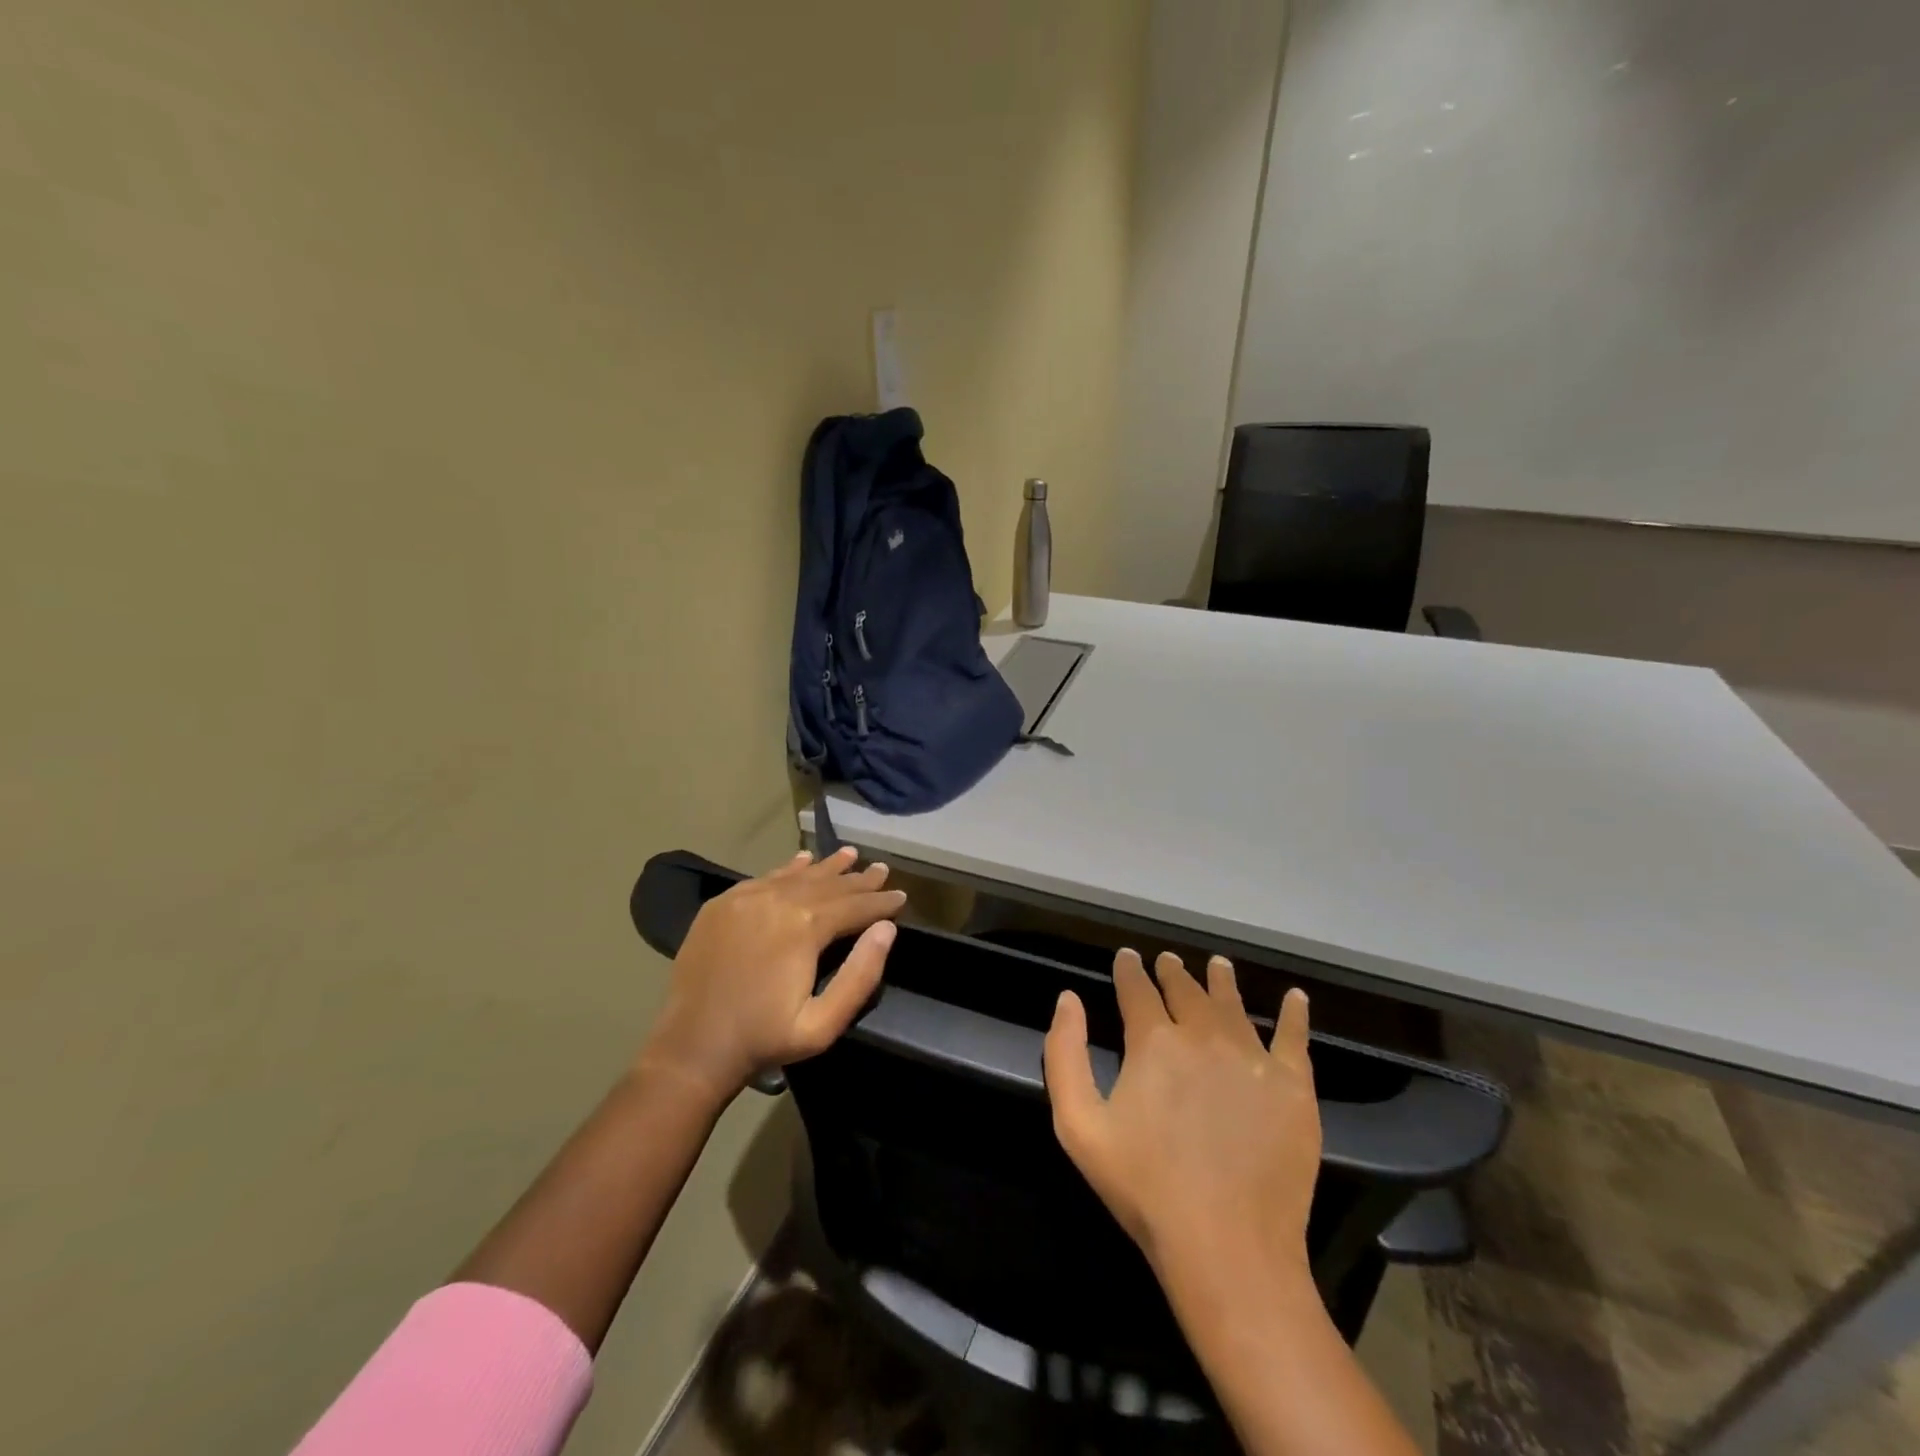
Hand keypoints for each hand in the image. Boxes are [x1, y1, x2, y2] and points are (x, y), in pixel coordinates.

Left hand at [638, 846, 906, 1102]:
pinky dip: (789, 868)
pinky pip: (765, 878)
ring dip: (827, 867)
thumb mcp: (823, 1024)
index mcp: (804, 927)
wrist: (692, 1047)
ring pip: (797, 875)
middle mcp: (777, 901)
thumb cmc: (764, 1040)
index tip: (902, 896)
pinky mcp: (723, 904)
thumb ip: (860, 975)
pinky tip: (803, 860)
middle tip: (882, 869)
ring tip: (850, 854)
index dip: (881, 902)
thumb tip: (886, 929)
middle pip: (828, 885)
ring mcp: (746, 898)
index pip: (854, 906)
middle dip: (859, 879)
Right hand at [1044, 950, 1320, 1287]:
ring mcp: (1253, 1057)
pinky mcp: (1293, 1087)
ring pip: (1234, 1004)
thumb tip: (1067, 999)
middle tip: (1169, 960)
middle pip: (1186, 990)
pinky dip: (1294, 1013)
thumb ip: (1065, 1054)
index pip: (1138, 990)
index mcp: (1154, 1041)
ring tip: (1218, 964)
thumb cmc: (1145, 1188)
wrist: (1227, 1248)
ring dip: (1221, 980)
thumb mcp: (1078, 1126)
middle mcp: (1204, 1035)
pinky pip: (1294, 1037)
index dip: (1129, 970)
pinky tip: (1295, 997)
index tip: (1127, 957)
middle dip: (1173, 972)